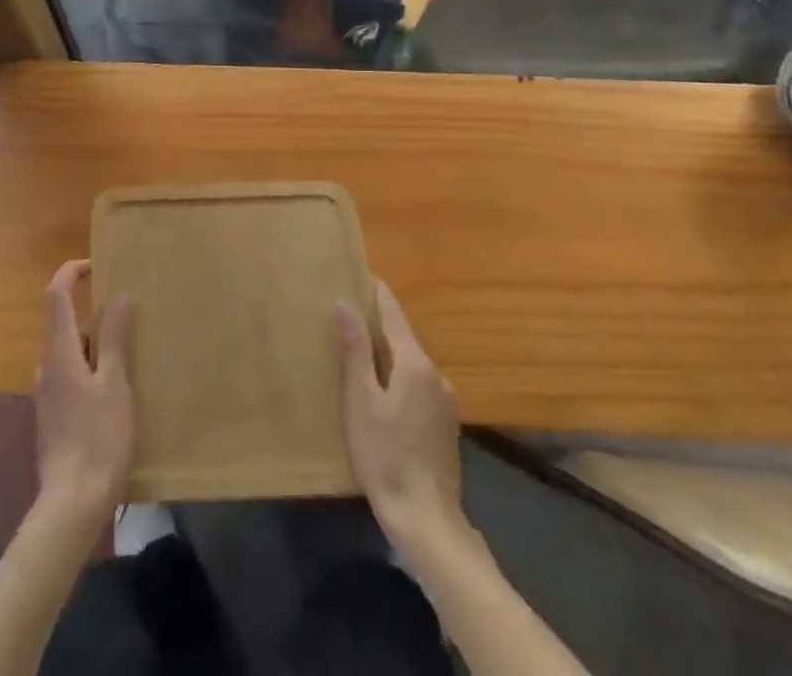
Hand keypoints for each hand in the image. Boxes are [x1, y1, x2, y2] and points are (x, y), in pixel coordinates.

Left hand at [34, 260, 132, 532]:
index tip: (97, 266)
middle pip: (66, 324)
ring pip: (71, 354)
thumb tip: (120, 294)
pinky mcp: (54, 419)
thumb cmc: (97, 437)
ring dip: (96, 347)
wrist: (71, 504)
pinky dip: (92, 372)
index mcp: (59, 351)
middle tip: (130, 318)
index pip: (56, 294)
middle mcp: (48, 367)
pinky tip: (116, 393)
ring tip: (130, 355)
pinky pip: (73, 379)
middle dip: (95, 316)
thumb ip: (116, 337)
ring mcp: (48, 395)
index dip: (72, 272)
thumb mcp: (115, 383)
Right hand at [339, 282, 465, 549]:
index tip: (362, 274)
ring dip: (390, 354)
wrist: (426, 518)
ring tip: (362, 350)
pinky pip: (419, 386)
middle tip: (352, 311)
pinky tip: (384, 391)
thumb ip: (356, 350)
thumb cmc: (384, 453)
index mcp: (414, 363)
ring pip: (412, 364)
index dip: (377, 294)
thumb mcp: (361, 399)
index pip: (394, 314)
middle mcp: (435, 375)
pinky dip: (400, 378)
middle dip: (380, 324)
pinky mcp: (445, 426)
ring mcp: (444, 402)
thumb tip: (346, 305)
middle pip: (404, 338)